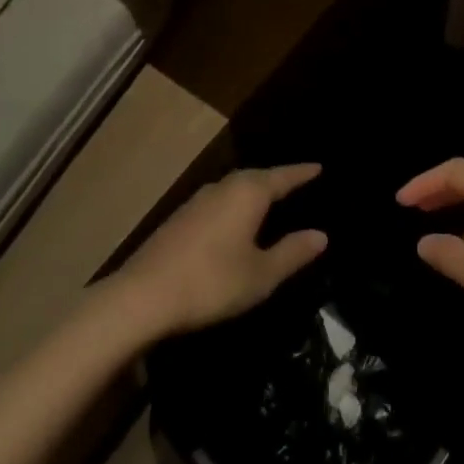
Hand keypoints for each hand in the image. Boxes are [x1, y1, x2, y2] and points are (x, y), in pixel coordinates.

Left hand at [115, 165, 328, 339]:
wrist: (142, 296)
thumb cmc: (211, 282)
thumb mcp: (260, 275)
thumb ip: (292, 253)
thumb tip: (321, 235)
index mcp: (248, 193)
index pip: (283, 177)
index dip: (302, 173)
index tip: (319, 166)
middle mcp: (224, 187)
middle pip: (257, 177)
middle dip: (277, 180)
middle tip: (296, 182)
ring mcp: (198, 200)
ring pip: (234, 187)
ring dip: (253, 191)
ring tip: (268, 200)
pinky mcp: (180, 218)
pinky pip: (219, 201)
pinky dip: (234, 205)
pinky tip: (234, 221)